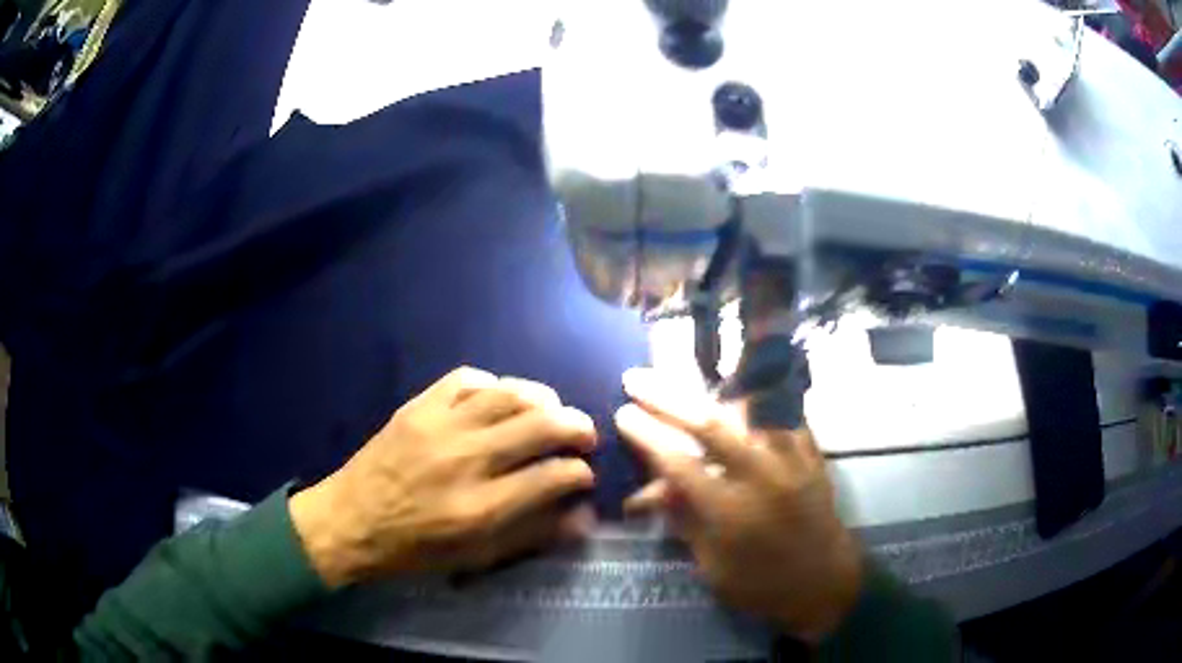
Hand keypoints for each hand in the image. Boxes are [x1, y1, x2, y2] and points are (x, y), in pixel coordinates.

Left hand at [290, 367, 597, 586]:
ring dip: (543, 398)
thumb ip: (532, 535)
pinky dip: (493, 384)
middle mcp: (466, 461)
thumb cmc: (414, 549)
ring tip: (552, 410)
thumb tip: (583, 516)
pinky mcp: (416, 407)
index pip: (553, 476)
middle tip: (584, 435)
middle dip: (576, 426)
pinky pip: (465, 379)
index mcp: (481, 509)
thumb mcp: (475, 558)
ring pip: (508, 394)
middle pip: (539, 426)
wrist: (349, 521)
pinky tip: (500, 398)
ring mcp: (439, 427)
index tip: (584, 474)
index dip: (580, 472)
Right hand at [615, 368, 861, 642]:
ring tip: (691, 375)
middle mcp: (761, 477)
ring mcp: (792, 461)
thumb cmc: (762, 586)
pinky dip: (762, 399)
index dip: (646, 436)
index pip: (678, 463)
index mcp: (730, 512)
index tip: (623, 414)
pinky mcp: (813, 456)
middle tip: (637, 379)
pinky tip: (745, 390)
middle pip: (708, 424)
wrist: (825, 585)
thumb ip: (685, 520)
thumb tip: (652, 489)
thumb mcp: (712, 566)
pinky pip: (786, 414)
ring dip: (716, 389)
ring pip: (753, 407)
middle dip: (666, 397)